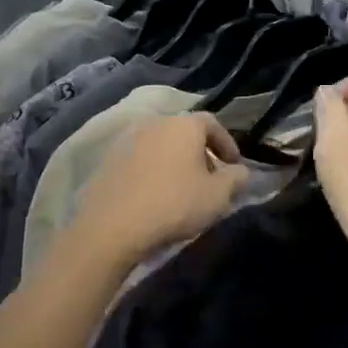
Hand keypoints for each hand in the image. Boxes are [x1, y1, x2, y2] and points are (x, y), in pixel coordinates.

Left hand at [69, 113, 247, 271]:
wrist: (114, 224)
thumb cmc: (174, 204)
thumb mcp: (218, 196)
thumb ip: (236, 178)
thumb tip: (240, 171)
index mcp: (182, 125)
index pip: (211, 123)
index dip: (226, 143)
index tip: (233, 166)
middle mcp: (153, 124)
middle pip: (183, 132)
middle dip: (200, 153)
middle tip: (209, 179)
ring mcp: (126, 140)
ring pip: (159, 145)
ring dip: (174, 161)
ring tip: (181, 188)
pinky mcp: (108, 159)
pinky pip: (138, 160)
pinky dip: (151, 171)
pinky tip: (154, 194)